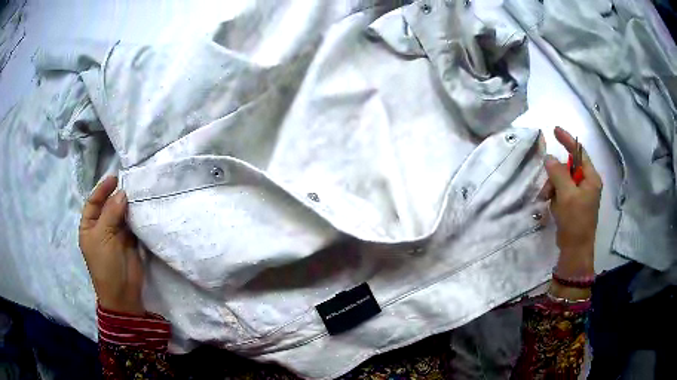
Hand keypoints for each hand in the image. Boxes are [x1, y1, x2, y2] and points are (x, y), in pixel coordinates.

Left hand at [79, 176, 144, 314]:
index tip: (114, 178)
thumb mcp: (103, 237)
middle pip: (108, 206)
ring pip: (121, 214)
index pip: (93, 203)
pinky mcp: (129, 241)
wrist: (123, 293)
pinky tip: (142, 207)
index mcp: (89, 227)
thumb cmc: (105, 265)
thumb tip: (122, 193)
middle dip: (116, 196)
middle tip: (130, 183)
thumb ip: (111, 213)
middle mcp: (101, 228)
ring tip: (138, 192)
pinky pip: (132, 224)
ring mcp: (115, 235)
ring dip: (128, 205)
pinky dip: (136, 216)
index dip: (101, 190)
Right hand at [543, 127, 601, 297]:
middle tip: (546, 187)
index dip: (567, 140)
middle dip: (555, 175)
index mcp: (591, 178)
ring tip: (546, 200)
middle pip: (568, 168)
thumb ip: (558, 173)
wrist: (575, 250)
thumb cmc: (575, 221)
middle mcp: (587, 184)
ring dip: (552, 187)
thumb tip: (549, 158)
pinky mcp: (573, 204)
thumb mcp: (566, 195)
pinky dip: (554, 196)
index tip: (555, 130)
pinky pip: (561, 192)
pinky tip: (552, 206)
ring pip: (562, 180)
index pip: (579, 152)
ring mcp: (580, 195)